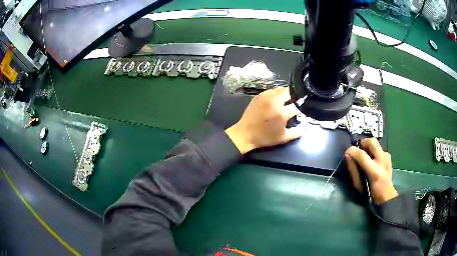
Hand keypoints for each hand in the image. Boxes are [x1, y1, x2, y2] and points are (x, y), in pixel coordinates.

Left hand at [225, 87, 302, 153]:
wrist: (245, 134)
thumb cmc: (265, 137)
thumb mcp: (284, 138)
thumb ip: (297, 132)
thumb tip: (306, 125)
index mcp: (281, 113)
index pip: (297, 105)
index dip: (302, 107)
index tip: (302, 110)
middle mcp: (274, 101)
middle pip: (290, 92)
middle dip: (294, 96)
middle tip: (295, 103)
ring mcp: (265, 97)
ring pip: (280, 89)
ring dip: (285, 94)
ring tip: (286, 101)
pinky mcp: (259, 96)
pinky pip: (271, 90)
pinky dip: (276, 94)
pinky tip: (276, 101)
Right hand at [345, 138, 397, 203]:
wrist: (386, 196)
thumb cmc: (370, 193)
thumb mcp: (358, 186)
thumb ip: (353, 170)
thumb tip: (347, 155)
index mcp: (374, 171)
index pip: (362, 155)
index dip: (352, 151)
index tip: (347, 152)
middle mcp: (382, 161)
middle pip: (372, 142)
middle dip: (362, 142)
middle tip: (357, 149)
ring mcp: (387, 157)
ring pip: (375, 143)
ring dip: (367, 146)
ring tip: (363, 155)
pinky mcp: (388, 156)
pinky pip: (378, 148)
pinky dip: (372, 151)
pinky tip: (371, 159)